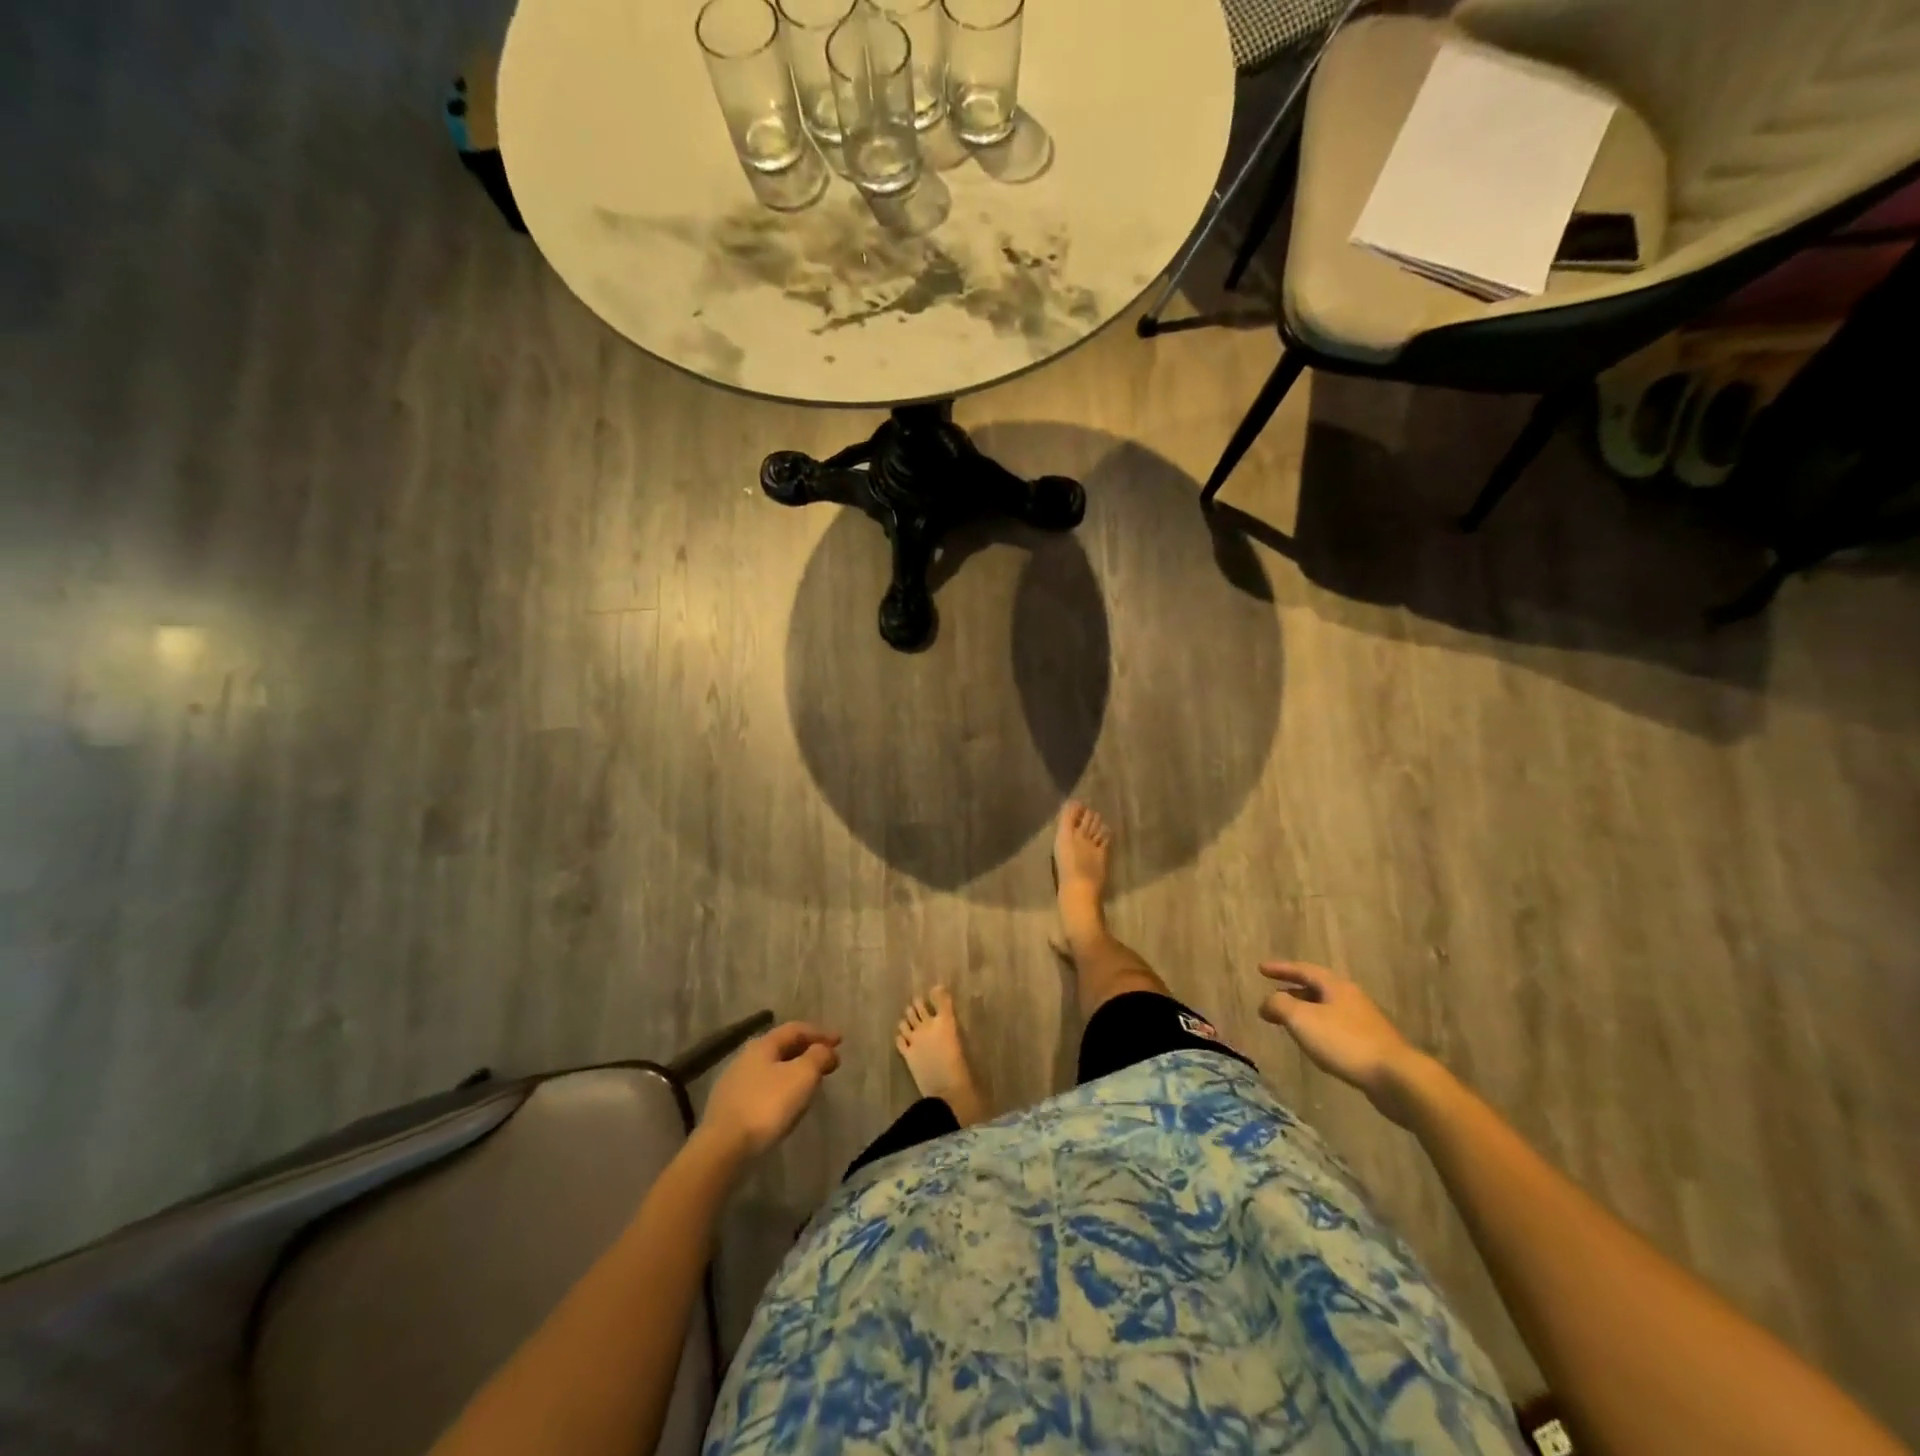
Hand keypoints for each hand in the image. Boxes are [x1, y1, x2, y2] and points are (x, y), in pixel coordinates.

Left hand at [702, 1022, 841, 1157]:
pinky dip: (780, 1089)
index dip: (820, 1033)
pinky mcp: (729, 1108)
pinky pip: (762, 1089)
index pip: (796, 1029)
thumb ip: (818, 1057)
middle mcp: (746, 1058)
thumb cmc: (767, 1105)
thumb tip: (825, 1050)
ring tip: (810, 1083)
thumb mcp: (802, 1076)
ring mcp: (734, 1083)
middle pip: (782, 1048)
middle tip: (827, 1061)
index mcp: (763, 1045)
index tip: (840, 1041)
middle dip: (807, 1052)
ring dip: (794, 1071)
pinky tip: (786, 1104)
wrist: (723, 1148)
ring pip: (771, 1069)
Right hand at [1258, 962, 1427, 1124]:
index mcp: (1336, 986)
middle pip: (1317, 988)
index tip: (1261, 969)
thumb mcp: (1302, 1019)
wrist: (1396, 1078)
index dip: (1281, 968)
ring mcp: (1364, 1021)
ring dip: (1305, 1011)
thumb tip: (1267, 1002)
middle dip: (1292, 991)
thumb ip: (1279, 1005)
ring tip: (1289, 1022)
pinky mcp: (1371, 1044)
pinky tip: (1314, 1044)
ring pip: (1327, 1009)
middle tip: (1272, 997)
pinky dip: (1318, 1028)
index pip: (1303, 969)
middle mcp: (1351, 998)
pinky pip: (1336, 1027)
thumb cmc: (1345, 1042)